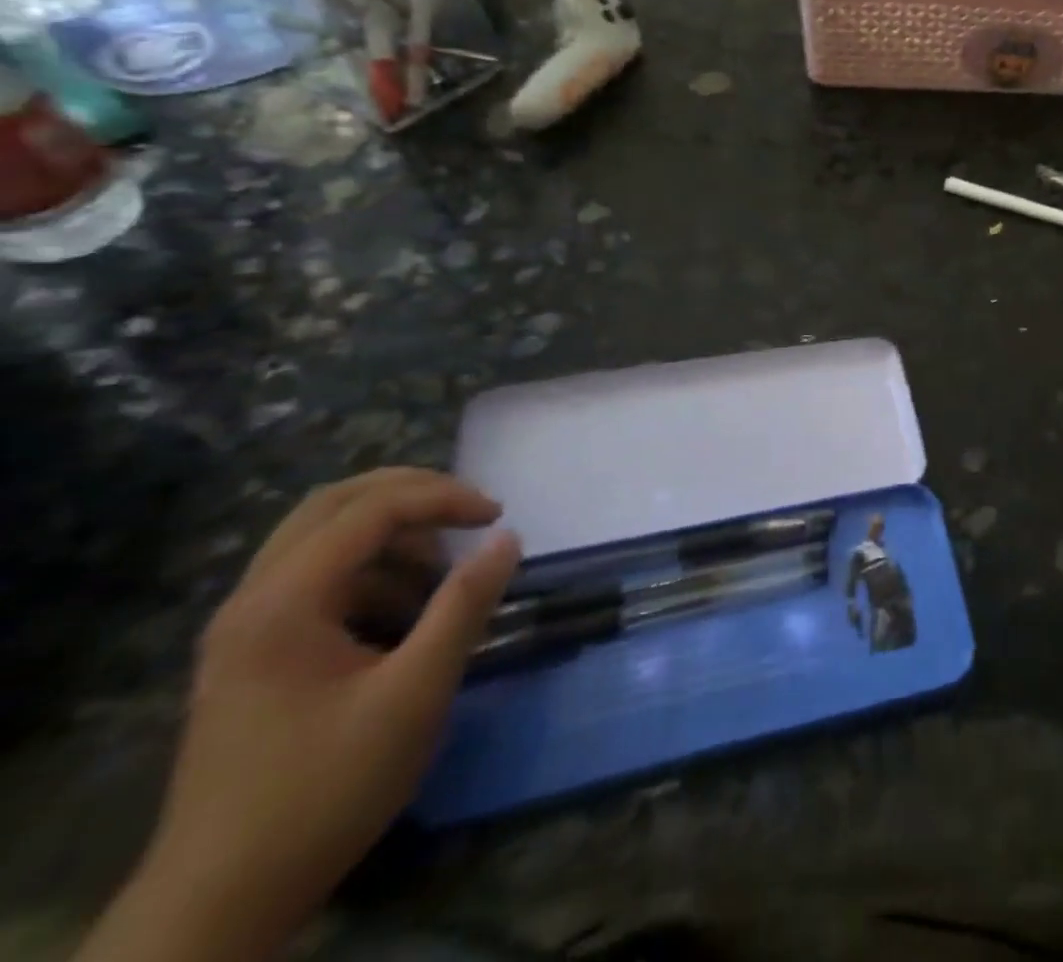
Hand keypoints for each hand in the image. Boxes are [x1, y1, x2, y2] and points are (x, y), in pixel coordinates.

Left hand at [138, 470, 518, 949]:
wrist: (220, 903)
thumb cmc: (324, 789)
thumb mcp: (414, 694)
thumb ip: (464, 606)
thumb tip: (508, 537)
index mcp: (282, 603)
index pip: (370, 510)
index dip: (442, 498)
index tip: (498, 517)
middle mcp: (253, 601)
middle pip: (333, 505)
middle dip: (411, 494)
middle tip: (469, 511)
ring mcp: (245, 630)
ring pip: (320, 538)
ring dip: (390, 534)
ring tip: (443, 569)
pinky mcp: (252, 657)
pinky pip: (315, 580)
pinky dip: (369, 571)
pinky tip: (404, 613)